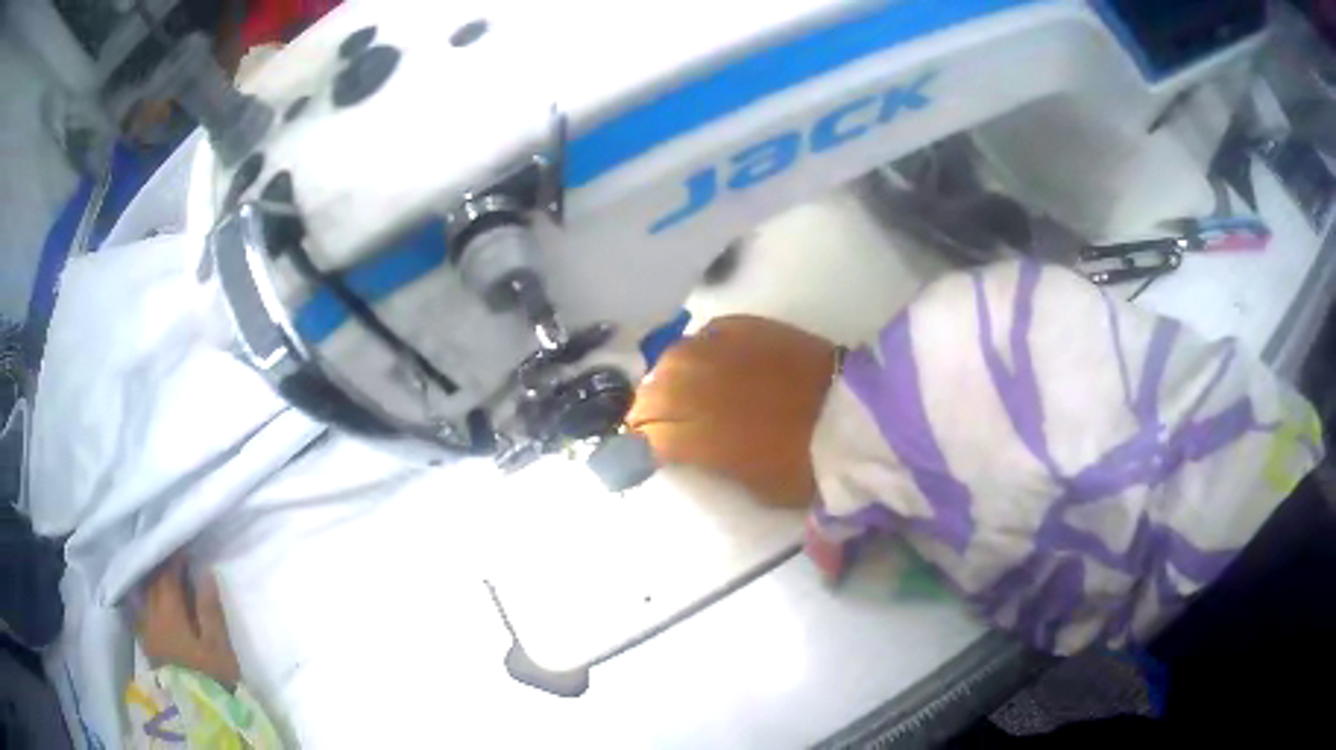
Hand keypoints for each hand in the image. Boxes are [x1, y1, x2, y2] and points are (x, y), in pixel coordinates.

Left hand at [138, 555, 240, 687]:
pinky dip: (144, 601)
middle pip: (152, 582)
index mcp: (168, 609)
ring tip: (160, 578)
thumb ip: (210, 609)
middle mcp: (151, 613)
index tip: (184, 547)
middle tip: (173, 560)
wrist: (195, 714)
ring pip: (144, 596)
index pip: (168, 574)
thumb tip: (205, 573)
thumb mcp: (218, 647)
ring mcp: (146, 630)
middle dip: (161, 568)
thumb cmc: (210, 678)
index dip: (175, 559)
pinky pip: (140, 612)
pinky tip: (147, 602)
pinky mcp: (147, 646)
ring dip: (151, 584)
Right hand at [627, 315, 836, 506]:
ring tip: (676, 386)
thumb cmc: (805, 466)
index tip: (641, 449)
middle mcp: (698, 387)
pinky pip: (707, 333)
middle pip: (651, 391)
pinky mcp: (748, 328)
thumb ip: (711, 463)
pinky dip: (700, 348)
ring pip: (673, 357)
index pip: (647, 434)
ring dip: (667, 375)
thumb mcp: (752, 485)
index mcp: (698, 435)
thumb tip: (690, 450)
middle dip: (646, 408)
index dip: (639, 443)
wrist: (852, 418)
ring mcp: (722, 352)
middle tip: (653, 419)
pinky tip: (707, 359)